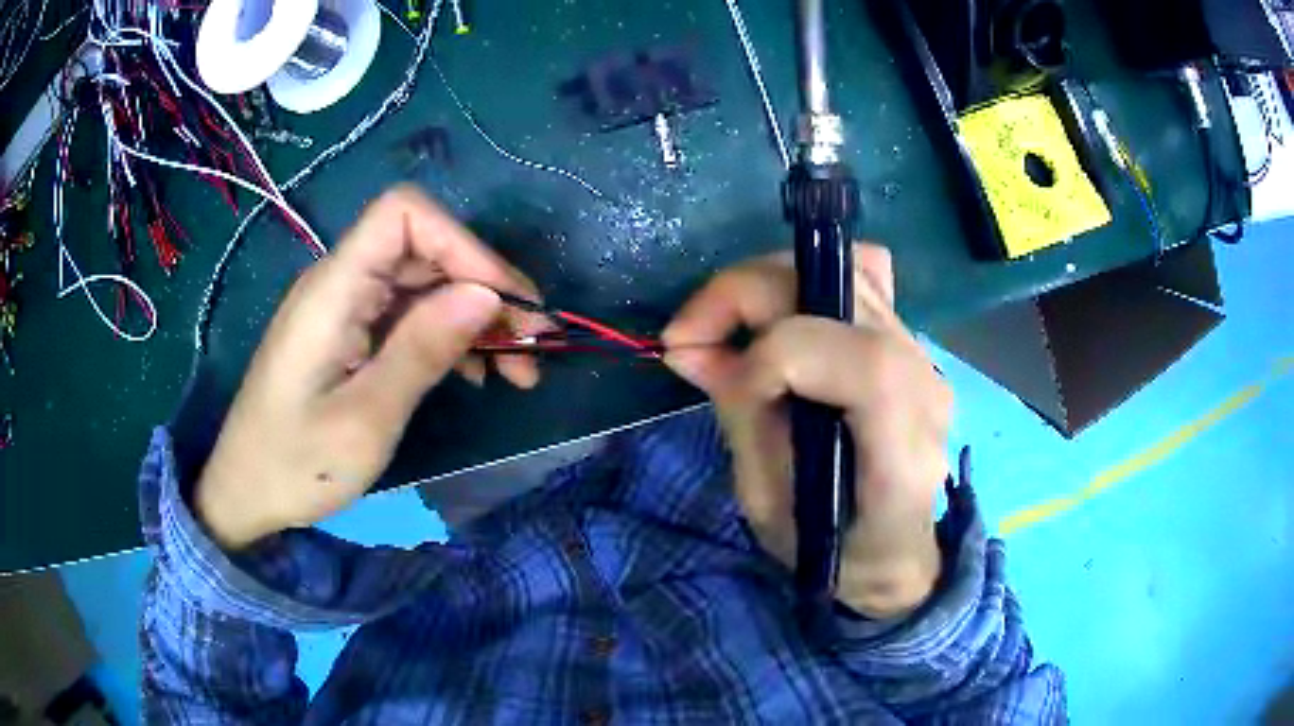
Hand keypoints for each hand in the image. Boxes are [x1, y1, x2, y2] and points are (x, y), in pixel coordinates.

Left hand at [195, 187, 546, 548]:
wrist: (246, 493)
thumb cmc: (296, 465)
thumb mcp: (366, 418)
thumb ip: (422, 350)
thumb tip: (486, 295)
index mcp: (334, 289)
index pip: (404, 214)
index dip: (462, 243)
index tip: (505, 302)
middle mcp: (340, 283)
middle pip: (425, 250)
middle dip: (485, 289)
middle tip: (533, 348)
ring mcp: (346, 309)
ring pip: (424, 285)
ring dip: (475, 318)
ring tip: (518, 370)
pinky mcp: (350, 335)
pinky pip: (408, 316)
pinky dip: (449, 337)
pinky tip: (477, 374)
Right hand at [663, 244, 950, 617]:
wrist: (894, 553)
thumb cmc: (832, 551)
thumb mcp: (770, 505)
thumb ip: (741, 417)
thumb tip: (687, 347)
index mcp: (903, 450)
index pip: (859, 363)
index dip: (773, 358)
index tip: (718, 382)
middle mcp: (925, 384)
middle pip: (844, 293)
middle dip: (745, 297)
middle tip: (689, 335)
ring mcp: (922, 354)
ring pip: (846, 269)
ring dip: (766, 286)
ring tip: (725, 325)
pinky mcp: (908, 341)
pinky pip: (861, 276)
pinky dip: (806, 280)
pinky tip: (779, 315)